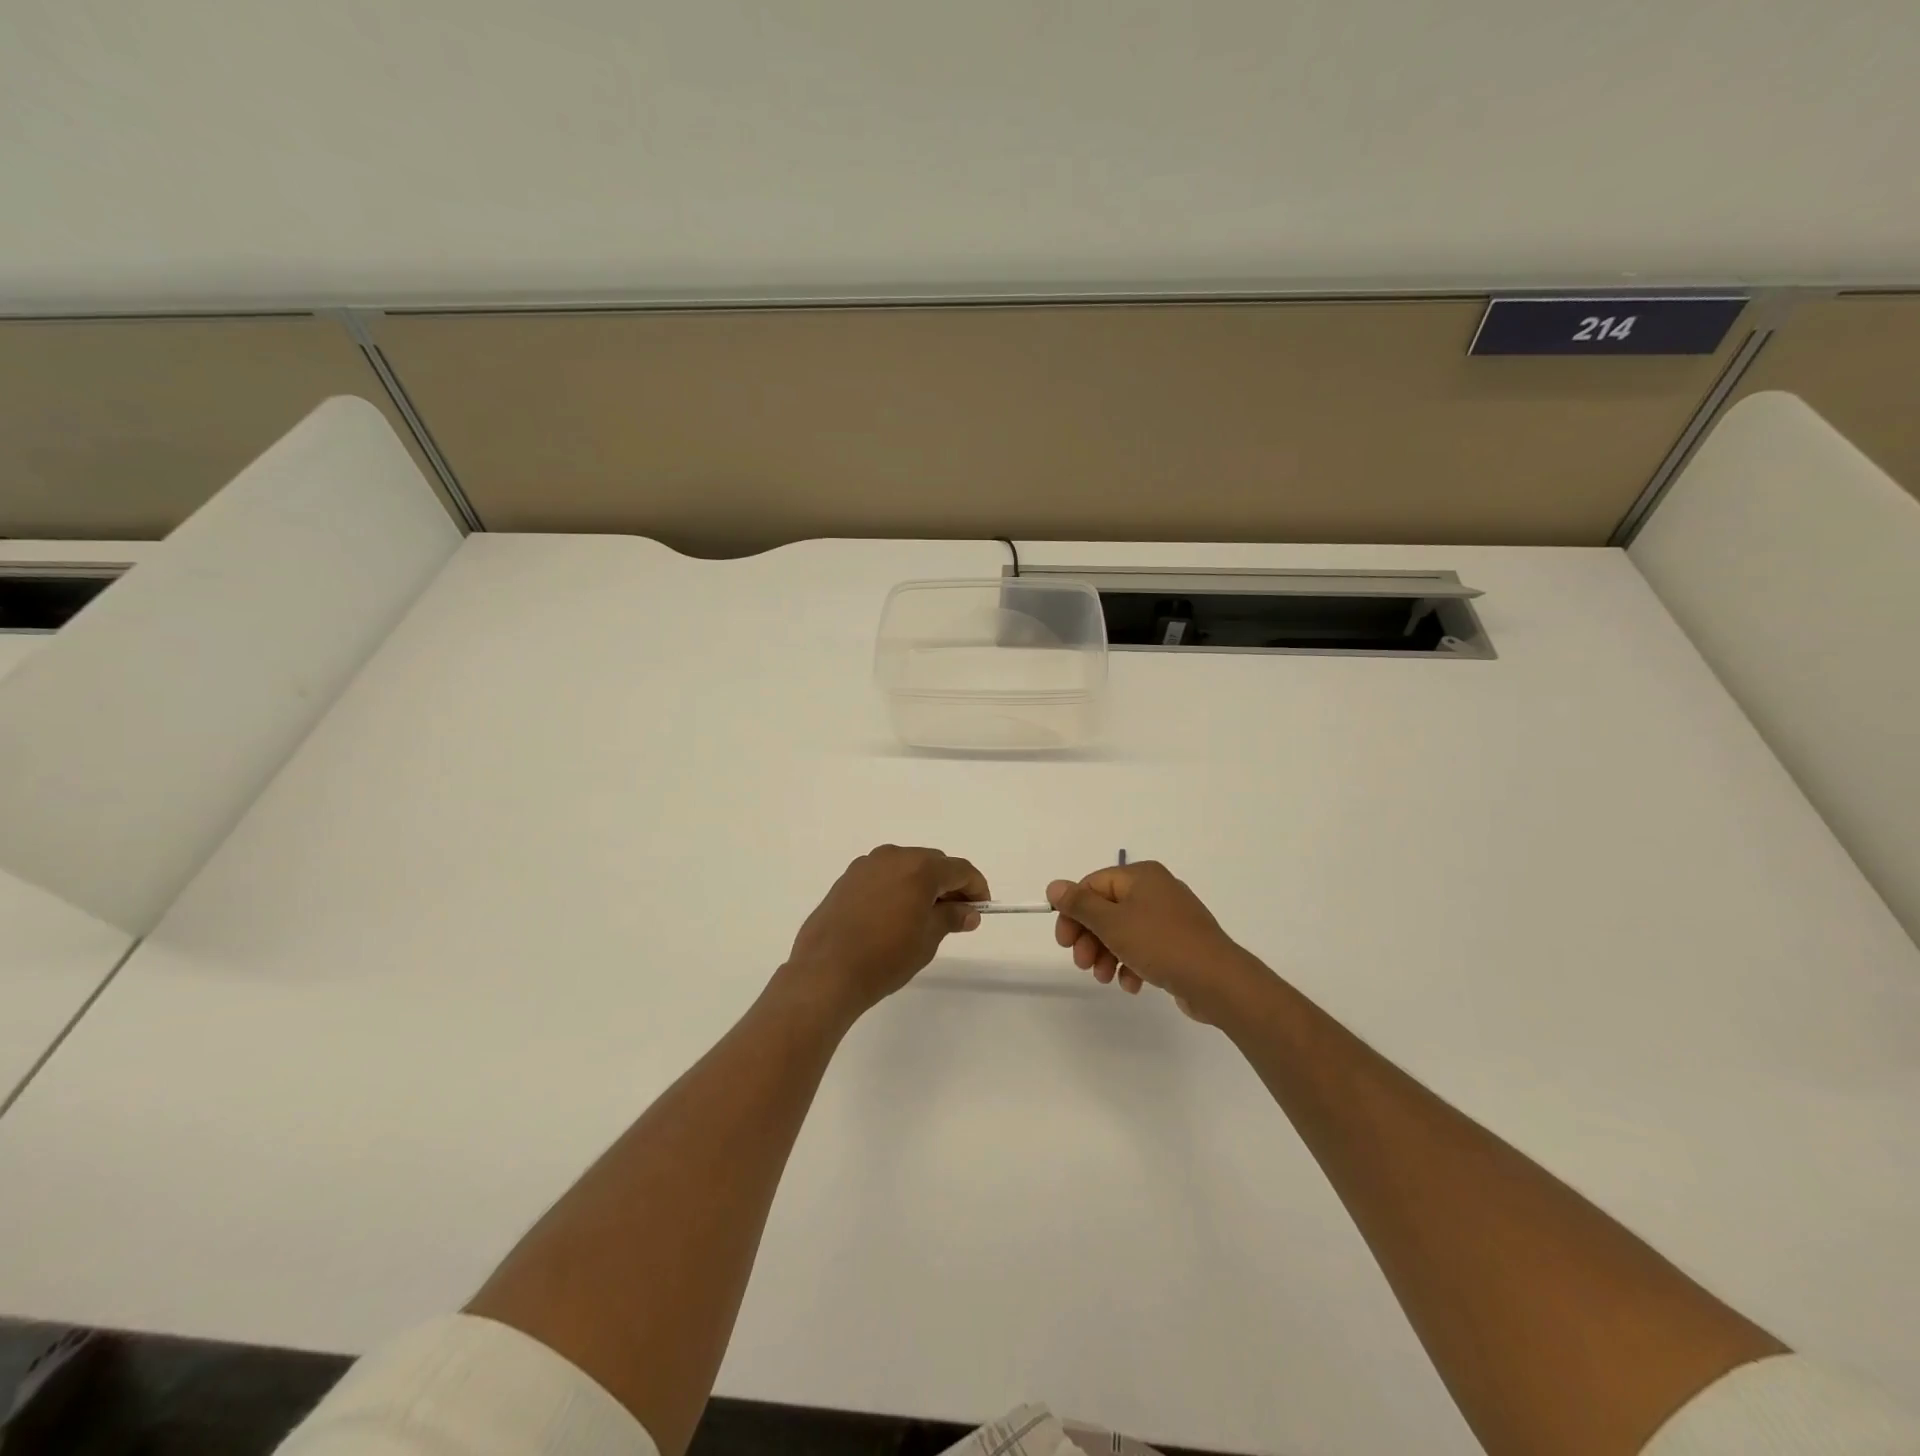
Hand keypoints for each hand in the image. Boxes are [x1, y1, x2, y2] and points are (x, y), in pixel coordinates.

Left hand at [784, 845, 987, 1019]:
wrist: (826, 971)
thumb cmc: (885, 957)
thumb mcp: (927, 939)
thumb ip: (951, 918)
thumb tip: (968, 911)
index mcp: (919, 868)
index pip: (959, 869)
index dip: (976, 887)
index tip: (982, 908)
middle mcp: (893, 856)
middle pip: (933, 863)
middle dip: (949, 885)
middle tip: (957, 914)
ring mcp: (866, 865)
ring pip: (906, 867)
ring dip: (921, 884)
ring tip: (925, 916)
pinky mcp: (847, 879)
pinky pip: (883, 875)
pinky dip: (897, 887)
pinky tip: (895, 915)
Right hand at [1047, 862, 1272, 1024]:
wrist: (1217, 981)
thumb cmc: (1161, 944)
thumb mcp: (1112, 923)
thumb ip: (1080, 904)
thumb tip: (1054, 886)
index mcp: (1140, 876)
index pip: (1092, 886)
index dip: (1073, 913)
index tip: (1064, 942)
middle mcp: (1155, 890)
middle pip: (1107, 909)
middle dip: (1090, 938)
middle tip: (1082, 964)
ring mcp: (1170, 917)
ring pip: (1124, 931)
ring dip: (1107, 954)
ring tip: (1104, 977)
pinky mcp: (1179, 943)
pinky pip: (1144, 947)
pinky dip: (1131, 963)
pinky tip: (1131, 984)